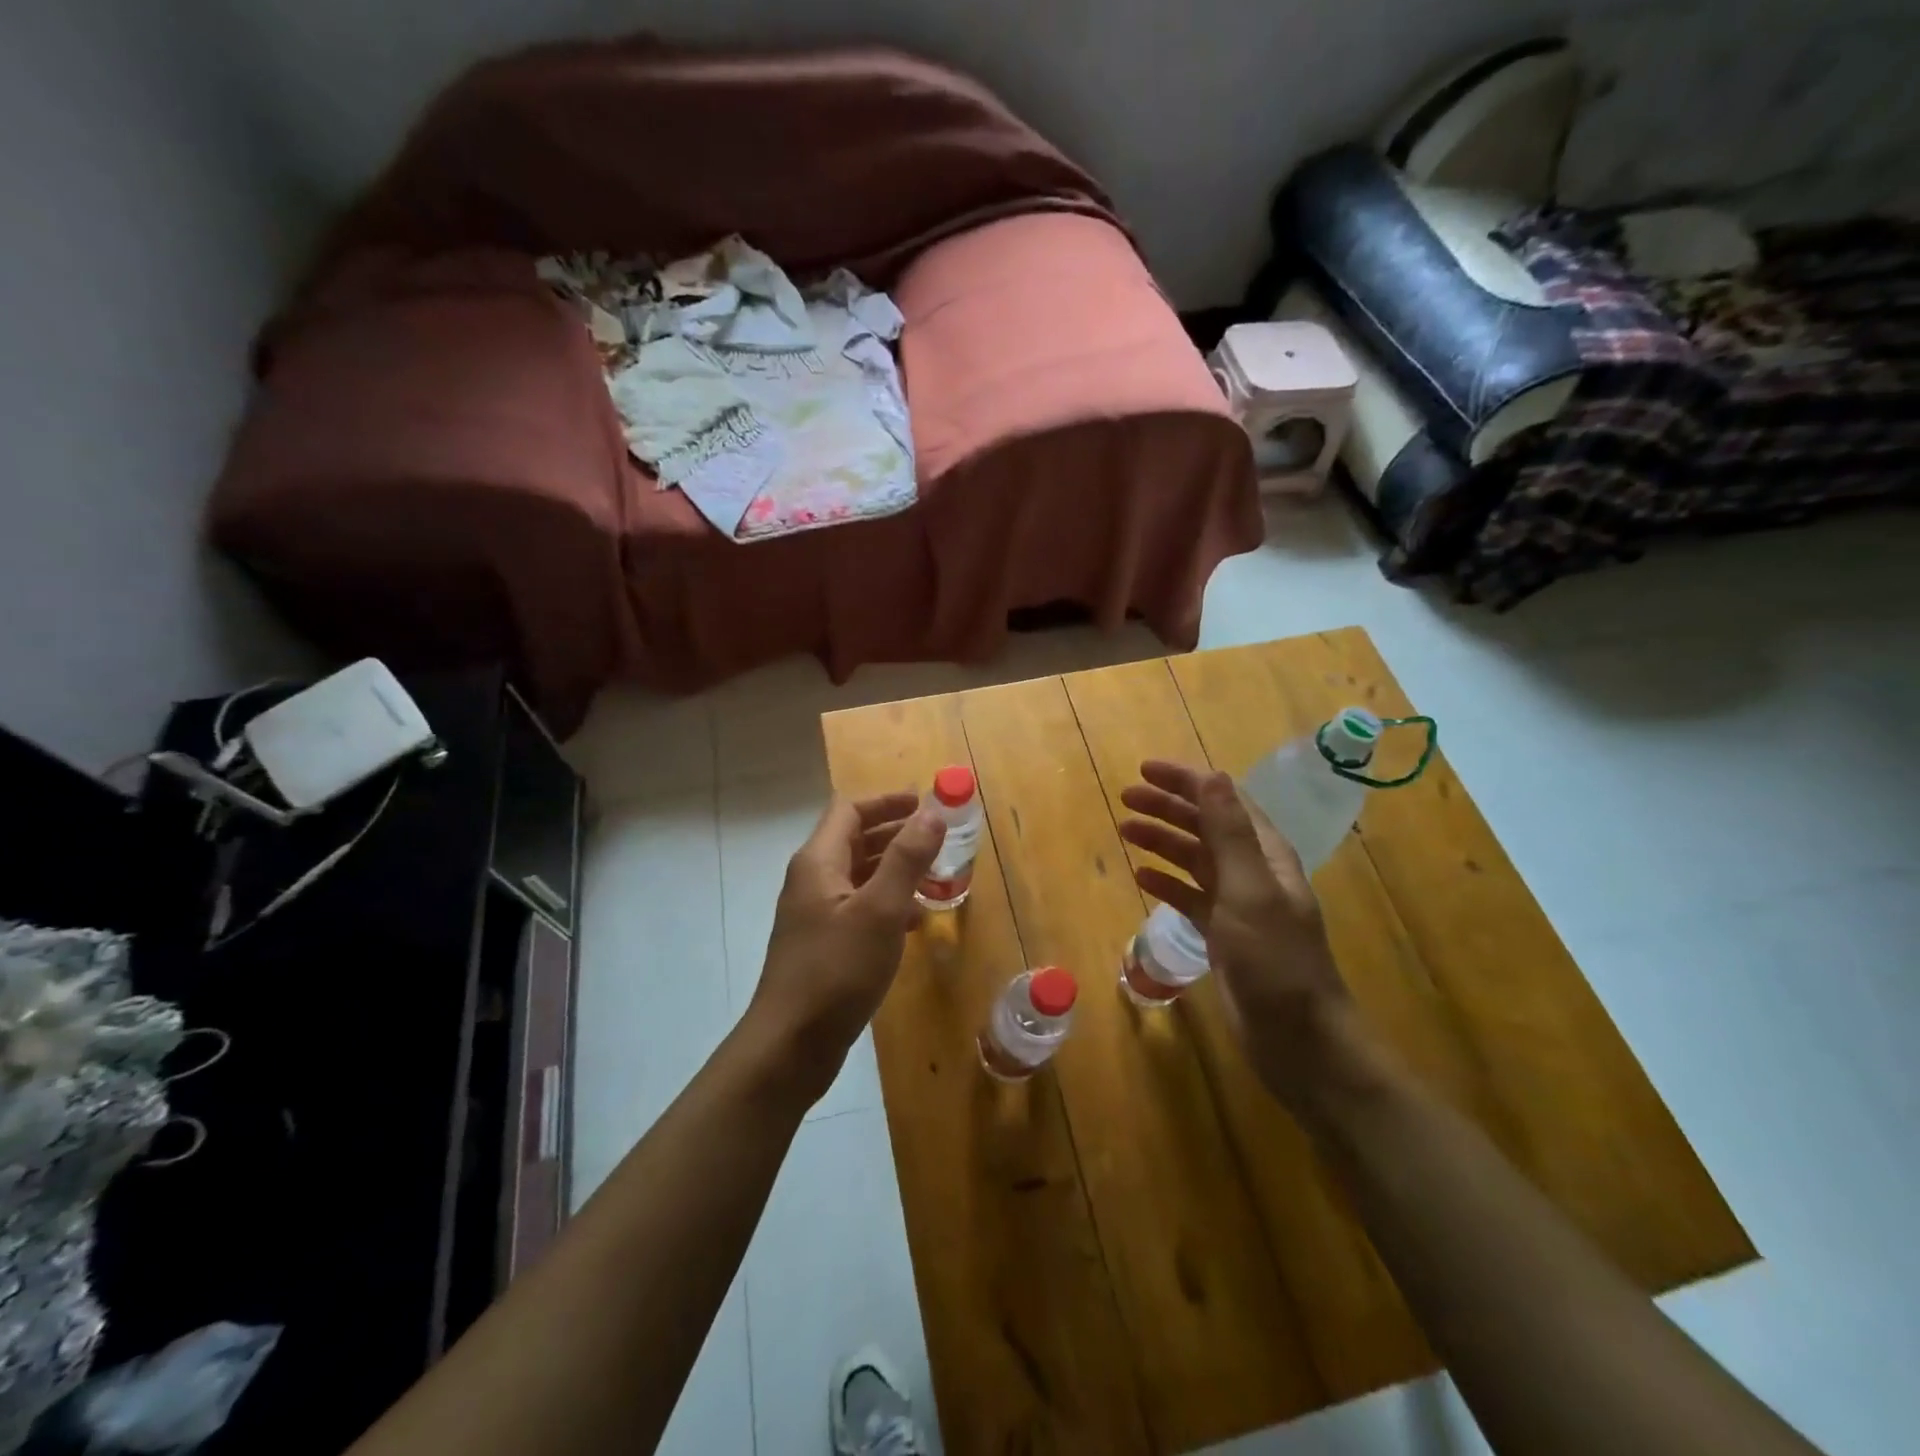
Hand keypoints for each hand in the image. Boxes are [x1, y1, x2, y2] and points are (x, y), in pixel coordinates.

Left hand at [745, 792, 945, 1104]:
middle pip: (854, 840)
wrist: (790, 1046)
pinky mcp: (822, 945)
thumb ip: (907, 859)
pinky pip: (858, 908)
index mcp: (818, 862)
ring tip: (935, 876)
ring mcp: (815, 915)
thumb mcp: (880, 910)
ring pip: (859, 876)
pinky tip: (914, 922)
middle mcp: (812, 881)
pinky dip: (887, 904)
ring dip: (894, 870)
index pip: (850, 810)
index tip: (926, 803)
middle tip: (938, 837)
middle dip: (895, 834)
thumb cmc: (837, 970)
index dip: (887, 801)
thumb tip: (932, 812)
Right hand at [1119, 760, 1349, 1110]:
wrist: (1298, 1038)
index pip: (1224, 801)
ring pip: (1194, 860)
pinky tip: (1142, 878)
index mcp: (1266, 854)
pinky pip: (1191, 898)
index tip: (1145, 770)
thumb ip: (1229, 833)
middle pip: (1206, 826)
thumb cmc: (1275, 960)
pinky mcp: (1225, 936)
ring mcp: (1239, 905)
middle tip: (1126, 798)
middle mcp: (1254, 872)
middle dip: (1167, 807)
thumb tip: (1212, 775)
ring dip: (1162, 841)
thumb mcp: (1249, 890)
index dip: (1187, 781)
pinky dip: (1168, 884)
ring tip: (1125, 830)